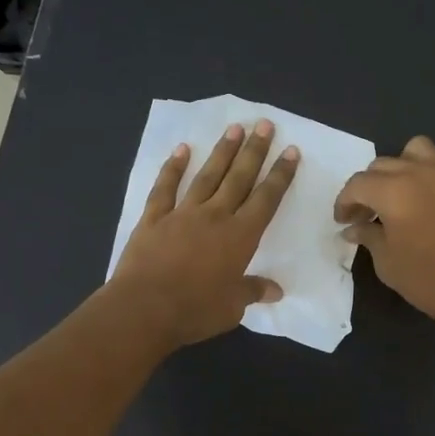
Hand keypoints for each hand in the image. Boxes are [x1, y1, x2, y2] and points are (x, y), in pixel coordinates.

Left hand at [112, 120, 298, 348]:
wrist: (144, 308)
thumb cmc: (195, 310)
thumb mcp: (232, 307)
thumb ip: (253, 291)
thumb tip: (276, 291)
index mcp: (240, 237)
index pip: (266, 200)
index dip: (280, 175)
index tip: (290, 152)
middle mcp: (215, 216)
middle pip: (239, 178)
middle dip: (254, 151)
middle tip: (264, 124)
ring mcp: (182, 213)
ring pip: (207, 176)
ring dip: (222, 152)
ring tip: (234, 129)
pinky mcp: (153, 219)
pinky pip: (165, 188)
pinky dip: (173, 168)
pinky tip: (182, 150)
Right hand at [335, 136, 434, 333]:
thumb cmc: (426, 278)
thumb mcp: (386, 261)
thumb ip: (367, 236)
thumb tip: (352, 228)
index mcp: (392, 191)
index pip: (357, 184)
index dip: (344, 202)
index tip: (343, 221)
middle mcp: (418, 172)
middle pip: (382, 165)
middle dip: (368, 187)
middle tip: (366, 214)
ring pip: (416, 149)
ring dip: (402, 166)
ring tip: (400, 191)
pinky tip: (434, 193)